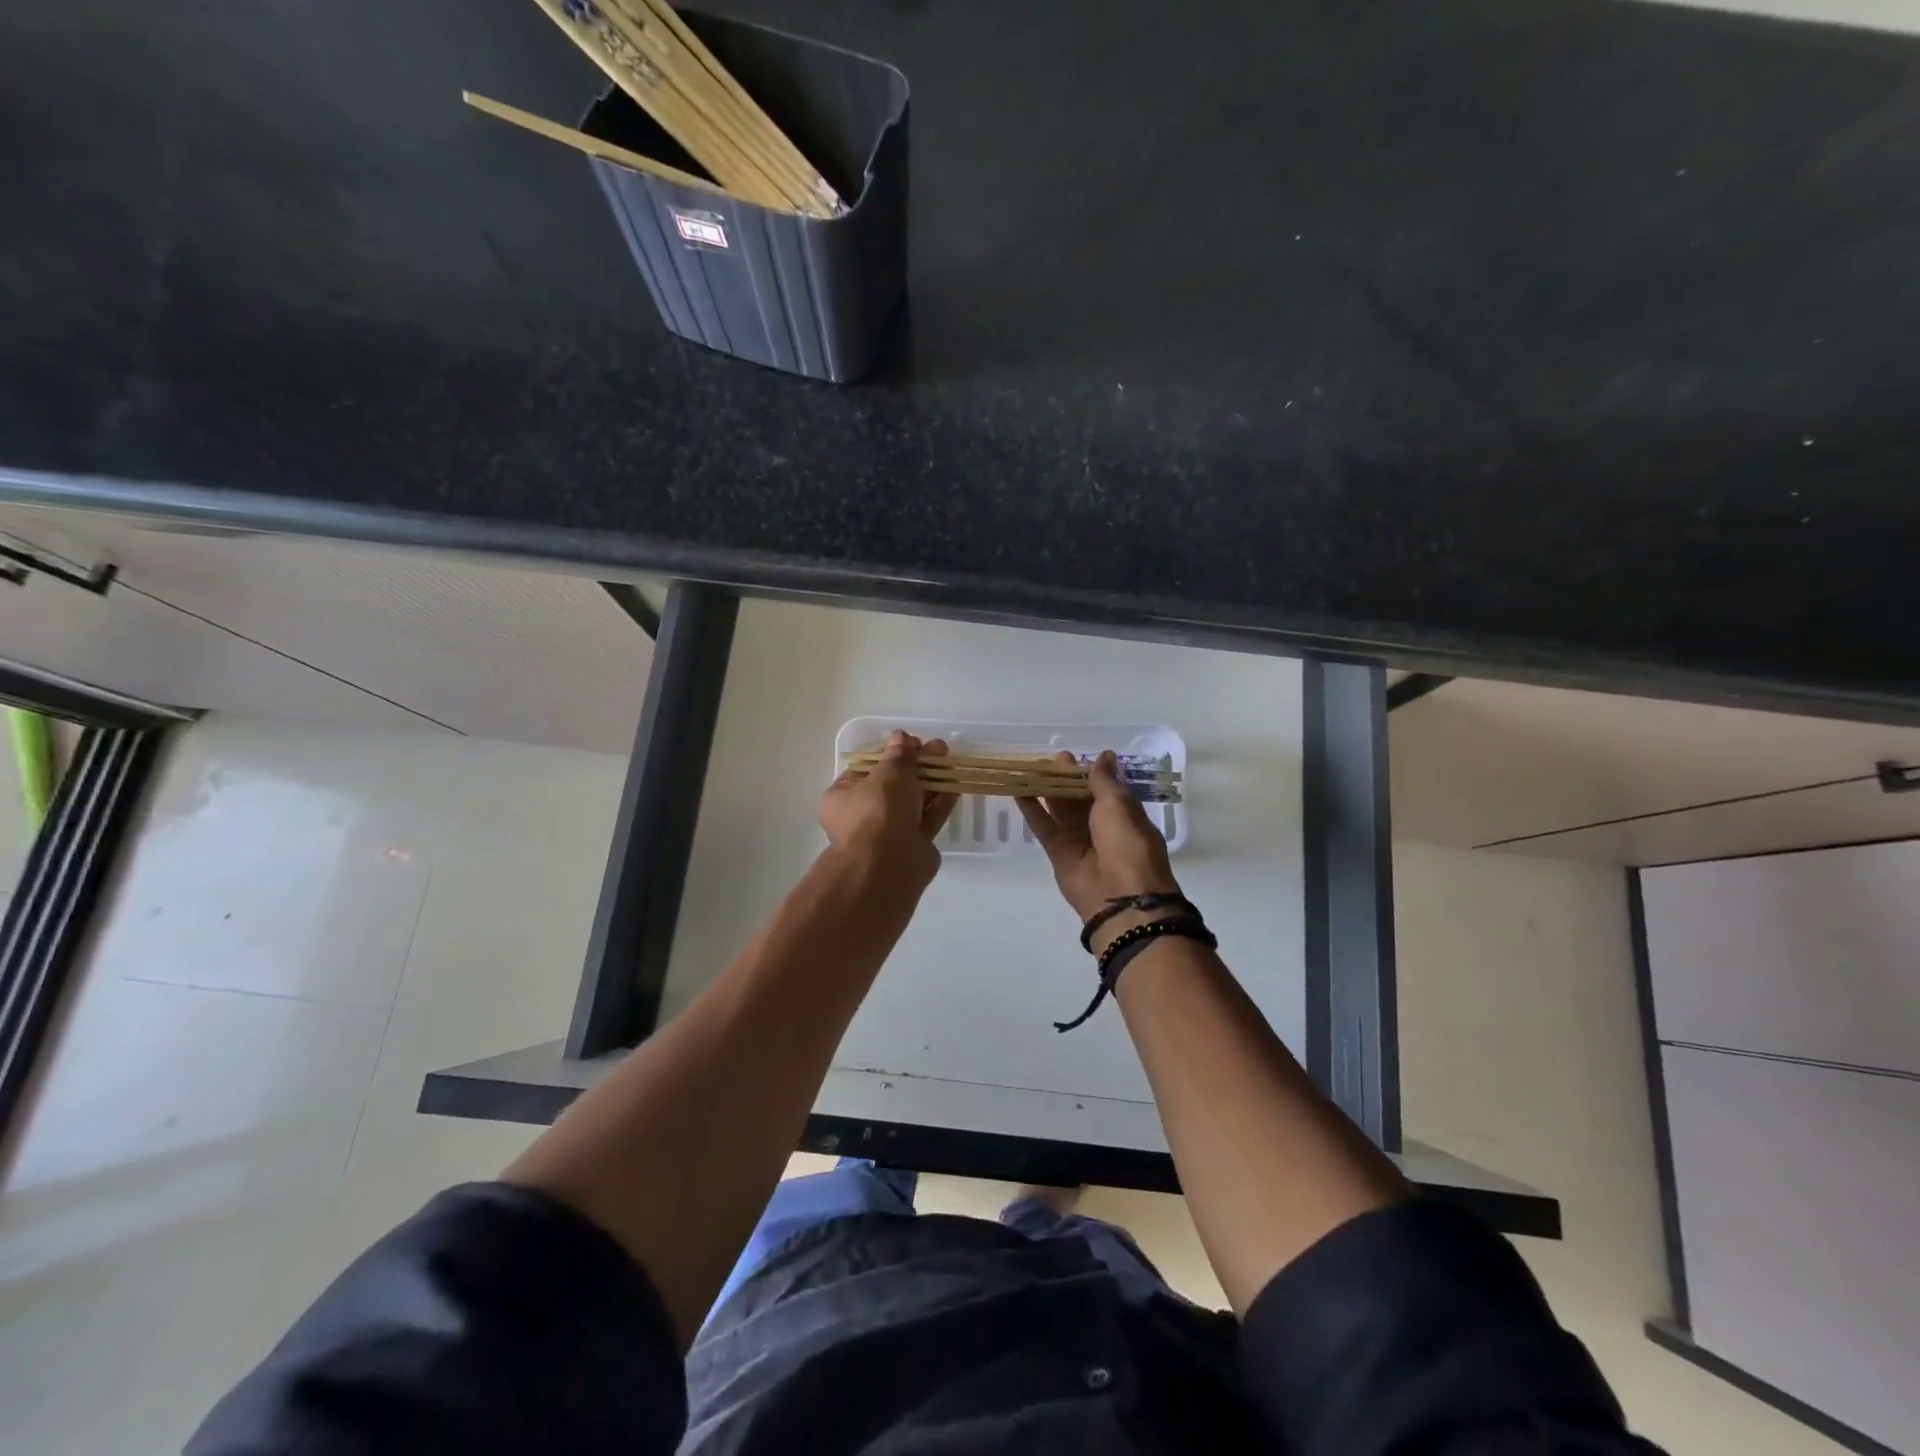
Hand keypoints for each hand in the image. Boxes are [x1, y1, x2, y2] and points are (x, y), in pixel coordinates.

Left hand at [818, 731, 958, 882]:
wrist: (890, 863)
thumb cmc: (879, 809)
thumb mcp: (890, 772)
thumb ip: (899, 754)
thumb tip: (901, 737)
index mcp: (841, 797)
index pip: (866, 769)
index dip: (890, 753)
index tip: (912, 743)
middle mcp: (861, 816)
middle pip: (891, 785)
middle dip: (915, 765)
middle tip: (937, 749)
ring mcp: (887, 833)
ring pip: (911, 802)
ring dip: (930, 781)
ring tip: (950, 761)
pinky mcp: (912, 846)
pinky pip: (926, 818)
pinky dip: (939, 802)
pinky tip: (954, 785)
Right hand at [1017, 751, 1180, 933]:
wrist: (1121, 896)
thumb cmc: (1127, 844)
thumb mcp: (1119, 805)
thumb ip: (1104, 781)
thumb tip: (1105, 755)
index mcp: (1124, 814)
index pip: (1104, 788)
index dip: (1088, 772)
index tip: (1071, 756)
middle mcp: (1102, 826)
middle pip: (1079, 797)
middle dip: (1066, 778)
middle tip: (1049, 758)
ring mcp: (1079, 840)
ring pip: (1059, 809)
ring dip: (1047, 790)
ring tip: (1030, 768)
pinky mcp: (1058, 853)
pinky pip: (1044, 827)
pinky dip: (1032, 810)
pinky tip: (1018, 791)